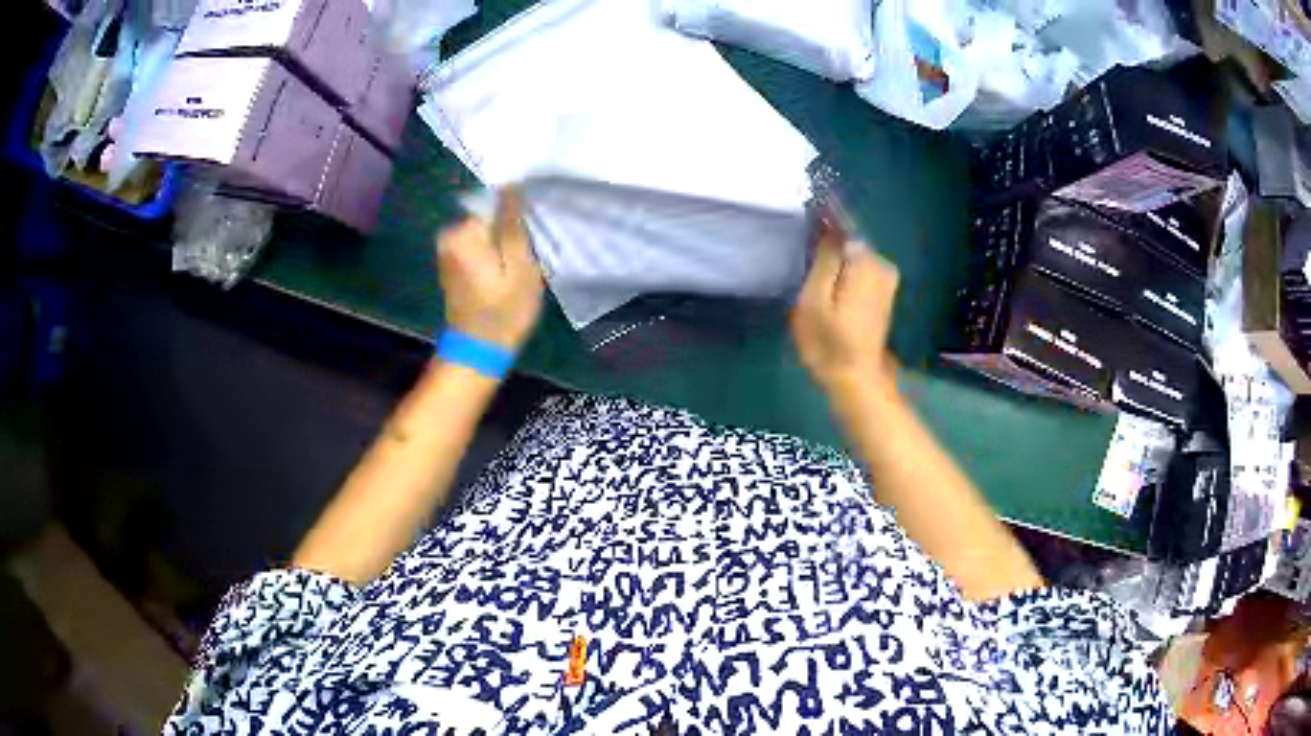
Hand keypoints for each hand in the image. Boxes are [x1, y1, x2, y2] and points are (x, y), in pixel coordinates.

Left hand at [437, 188, 544, 350]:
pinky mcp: (451, 262)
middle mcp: (449, 235)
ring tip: (521, 263)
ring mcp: (447, 249)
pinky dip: (493, 252)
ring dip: (503, 242)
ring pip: (485, 231)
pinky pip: (478, 244)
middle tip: (529, 255)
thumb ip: (513, 223)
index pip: (496, 201)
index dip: (518, 214)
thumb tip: (511, 184)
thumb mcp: (520, 266)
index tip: (532, 232)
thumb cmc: (504, 311)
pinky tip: (506, 270)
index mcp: (464, 232)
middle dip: (510, 229)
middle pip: (489, 216)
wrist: (478, 351)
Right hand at [791, 217, 899, 393]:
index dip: (822, 226)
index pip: (841, 225)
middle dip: (829, 246)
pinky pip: (860, 270)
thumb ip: (824, 257)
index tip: (805, 235)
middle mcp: (882, 263)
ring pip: (853, 256)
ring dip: (836, 261)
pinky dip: (846, 273)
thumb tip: (828, 224)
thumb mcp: (814, 298)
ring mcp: (886, 279)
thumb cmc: (828, 342)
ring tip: (815, 277)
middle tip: (806, 265)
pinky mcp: (884, 293)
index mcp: (865, 261)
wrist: (856, 379)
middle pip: (848, 241)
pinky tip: (831, 288)